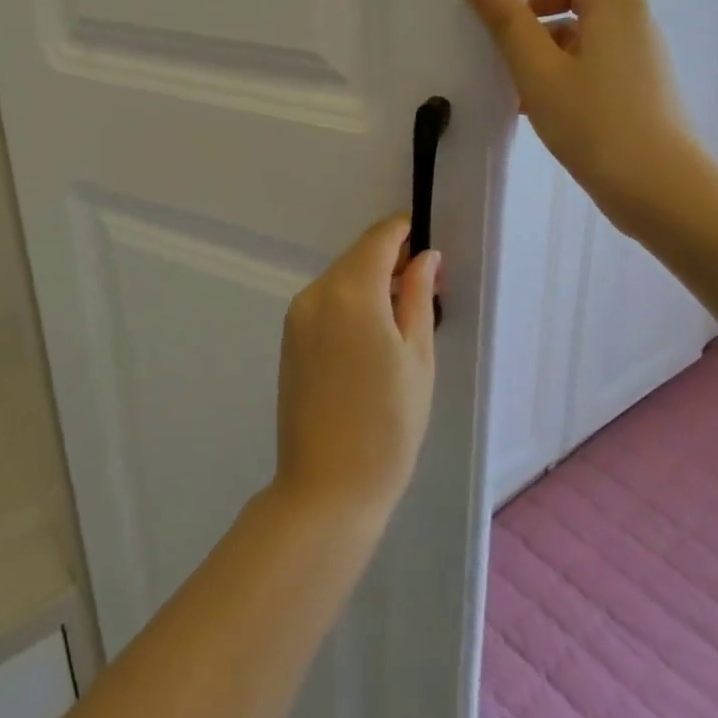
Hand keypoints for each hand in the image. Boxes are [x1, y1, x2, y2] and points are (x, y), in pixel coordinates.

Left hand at [273, 215, 437, 531]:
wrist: (327, 487)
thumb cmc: (388, 424)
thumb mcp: (417, 356)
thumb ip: (418, 296)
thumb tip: (425, 256)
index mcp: (350, 291)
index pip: (378, 239)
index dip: (404, 230)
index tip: (428, 239)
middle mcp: (316, 293)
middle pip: (357, 257)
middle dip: (390, 259)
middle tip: (427, 285)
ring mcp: (297, 316)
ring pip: (340, 279)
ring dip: (370, 282)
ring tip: (405, 313)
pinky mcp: (290, 338)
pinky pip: (325, 302)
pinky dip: (351, 302)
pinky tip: (372, 333)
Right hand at [464, 0, 707, 236]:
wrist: (663, 192)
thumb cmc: (598, 125)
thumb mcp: (539, 72)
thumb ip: (507, 22)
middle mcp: (627, 14)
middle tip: (490, 28)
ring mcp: (634, 48)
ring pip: (577, 21)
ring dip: (537, 36)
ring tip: (506, 77)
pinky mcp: (632, 79)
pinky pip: (586, 52)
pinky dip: (555, 63)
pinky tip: (529, 102)